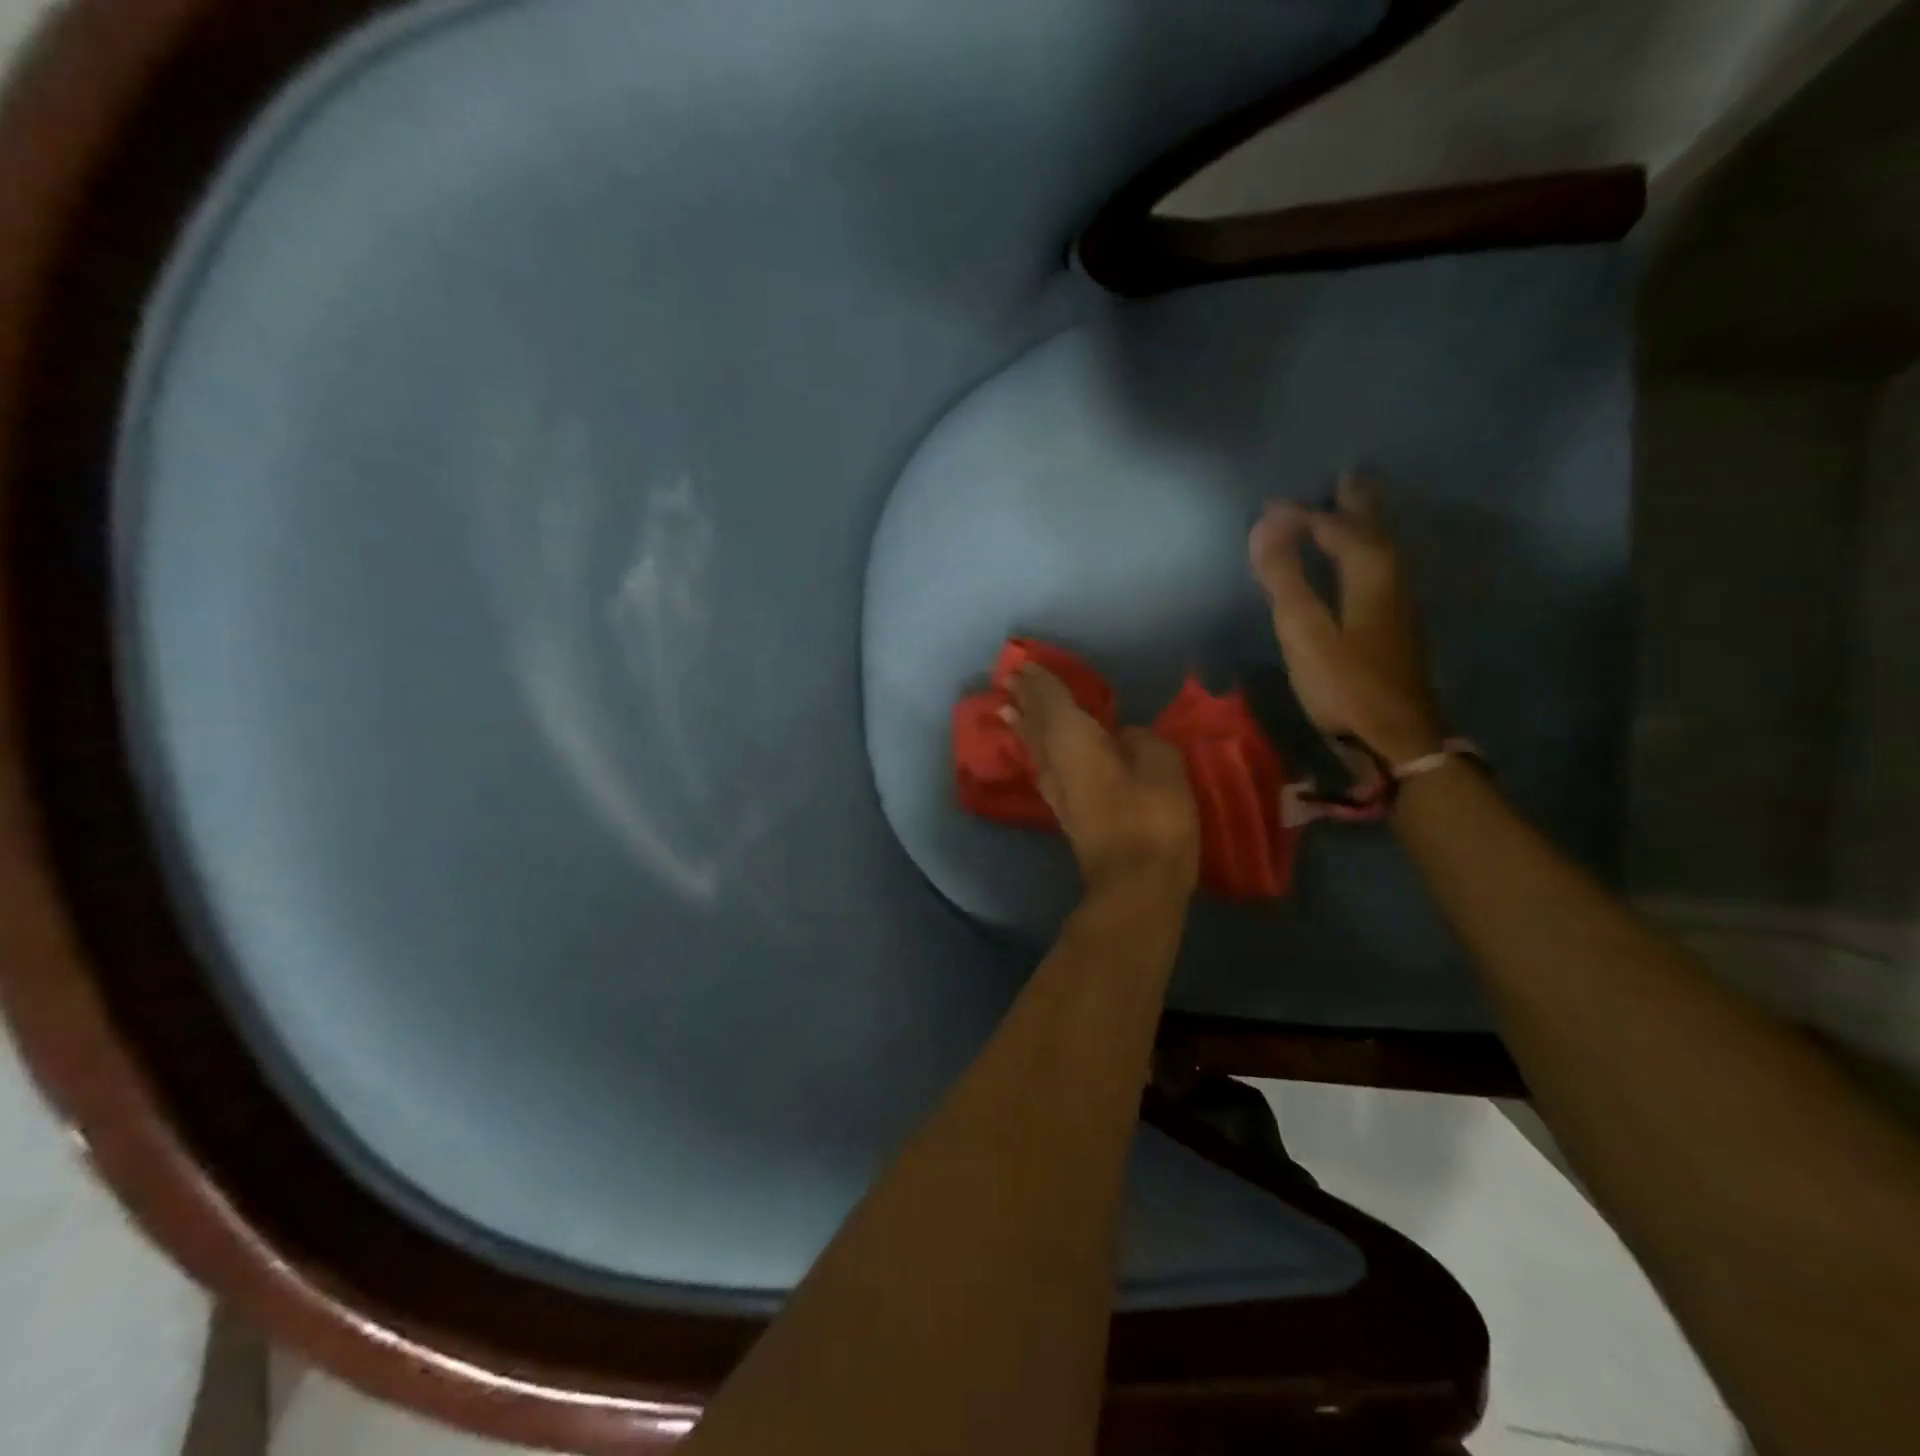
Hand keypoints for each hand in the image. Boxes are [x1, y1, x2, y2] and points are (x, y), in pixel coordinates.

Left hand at [1005, 665, 1198, 896]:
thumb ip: (1141, 742)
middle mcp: (1056, 762)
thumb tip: (1124, 738)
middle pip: (1036, 724)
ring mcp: (1058, 792)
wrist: (1136, 884)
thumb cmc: (1151, 817)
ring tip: (1009, 710)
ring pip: (1035, 749)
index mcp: (1074, 740)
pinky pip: (1045, 768)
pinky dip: (1037, 751)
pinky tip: (1039, 754)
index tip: (1026, 665)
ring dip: (1023, 727)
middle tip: (1010, 681)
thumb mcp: (1162, 765)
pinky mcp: (1068, 814)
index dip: (1042, 682)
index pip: (1052, 701)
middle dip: (1025, 701)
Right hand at [1248, 471, 1442, 765]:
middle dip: (1357, 501)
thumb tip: (1265, 524)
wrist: (1397, 738)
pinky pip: (1381, 569)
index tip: (1267, 508)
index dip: (1300, 514)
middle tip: (1346, 475)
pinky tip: (1361, 563)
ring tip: (1353, 507)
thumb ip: (1284, 577)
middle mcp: (1392, 577)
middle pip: (1373, 528)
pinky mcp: (1396, 626)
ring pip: (1383, 548)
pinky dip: (1367, 551)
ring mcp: (1399, 603)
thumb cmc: (1345, 684)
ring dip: (1366, 524)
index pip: (1334, 526)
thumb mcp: (1305, 631)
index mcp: (1371, 570)